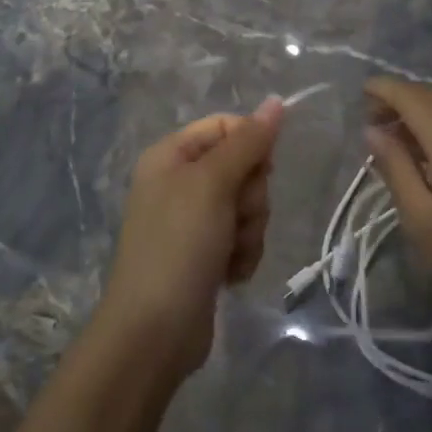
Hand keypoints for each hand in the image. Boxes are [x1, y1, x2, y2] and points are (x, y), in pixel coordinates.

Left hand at [100, 98, 283, 379]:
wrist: (154, 331)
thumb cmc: (179, 245)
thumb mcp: (212, 184)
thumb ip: (248, 141)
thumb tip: (277, 101)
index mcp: (171, 155)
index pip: (227, 126)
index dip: (251, 145)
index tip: (260, 169)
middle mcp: (181, 182)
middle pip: (243, 166)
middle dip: (250, 196)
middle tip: (233, 218)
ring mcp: (193, 220)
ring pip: (249, 205)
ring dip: (250, 229)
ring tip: (229, 253)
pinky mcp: (206, 253)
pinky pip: (243, 236)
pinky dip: (243, 254)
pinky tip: (229, 274)